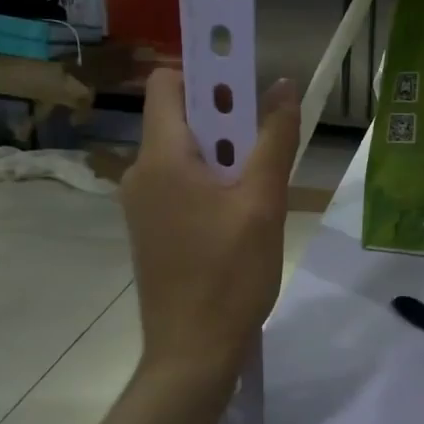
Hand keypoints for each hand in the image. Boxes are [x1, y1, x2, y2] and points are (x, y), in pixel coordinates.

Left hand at [122, 69, 298, 384]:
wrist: (193, 351)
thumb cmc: (230, 275)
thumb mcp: (263, 204)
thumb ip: (274, 140)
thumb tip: (283, 84)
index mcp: (162, 158)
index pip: (169, 84)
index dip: (207, 72)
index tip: (249, 85)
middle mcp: (141, 173)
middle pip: (181, 120)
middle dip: (227, 121)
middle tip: (267, 147)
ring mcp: (142, 205)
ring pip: (185, 156)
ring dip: (224, 157)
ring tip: (260, 191)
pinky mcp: (151, 231)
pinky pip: (181, 187)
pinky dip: (211, 185)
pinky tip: (241, 218)